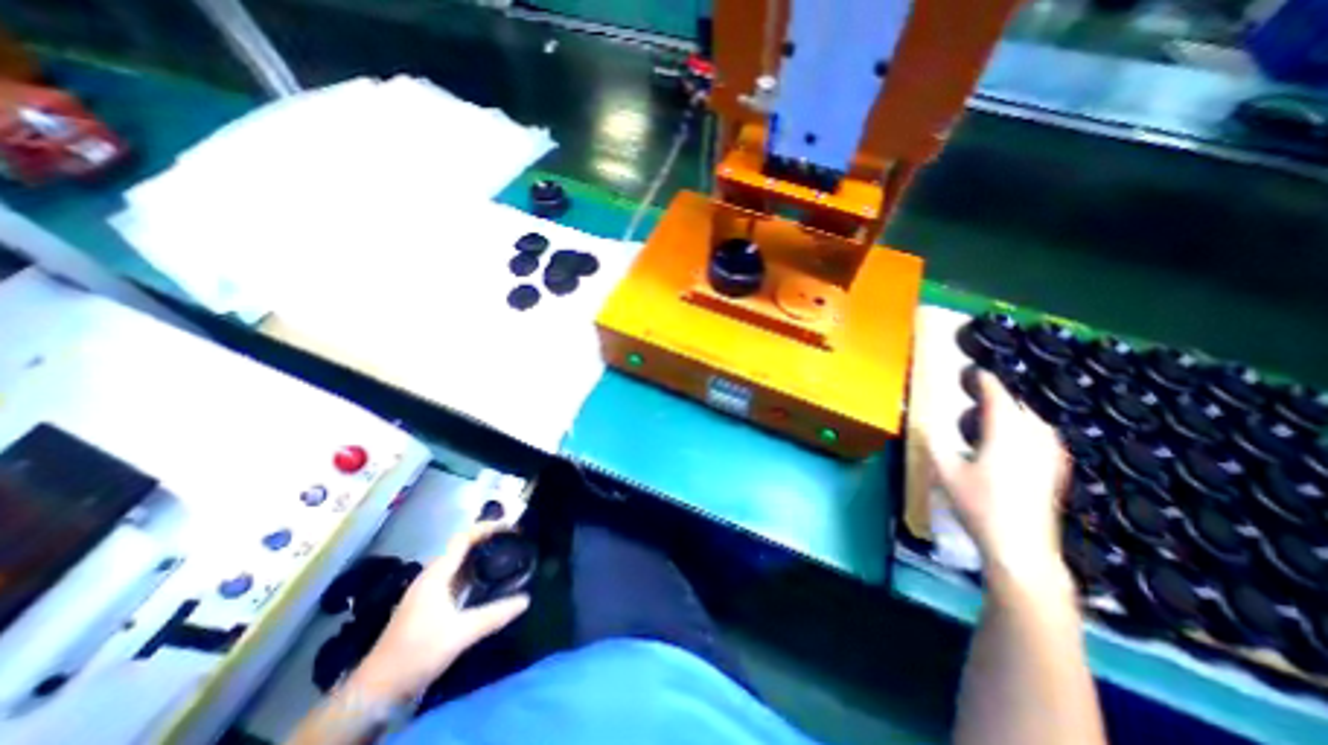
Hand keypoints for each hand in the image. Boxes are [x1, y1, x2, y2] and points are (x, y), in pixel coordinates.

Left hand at [351, 520, 533, 701]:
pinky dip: (474, 571)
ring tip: (506, 554)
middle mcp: (432, 576)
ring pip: (459, 562)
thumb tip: (526, 599)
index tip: (510, 526)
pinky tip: (488, 580)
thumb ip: (494, 615)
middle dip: (487, 539)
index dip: (486, 527)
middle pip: (462, 547)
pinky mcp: (429, 604)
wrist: (376, 691)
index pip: (463, 538)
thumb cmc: (417, 653)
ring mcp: (429, 590)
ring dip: (481, 555)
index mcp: (436, 575)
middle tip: (514, 539)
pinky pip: (457, 577)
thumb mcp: (460, 633)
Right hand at [927, 372, 1071, 591]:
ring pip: (1037, 422)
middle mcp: (1031, 442)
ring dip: (1019, 410)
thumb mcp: (945, 473)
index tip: (977, 373)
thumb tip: (924, 424)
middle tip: (983, 393)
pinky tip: (1029, 436)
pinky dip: (1035, 428)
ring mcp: (1047, 458)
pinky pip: (1047, 438)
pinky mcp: (1054, 473)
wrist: (1020, 546)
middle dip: (1003, 396)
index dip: (988, 383)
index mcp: (1004, 437)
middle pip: (1020, 408)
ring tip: (1001, 410)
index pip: (999, 400)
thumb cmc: (979, 506)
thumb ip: (934, 444)